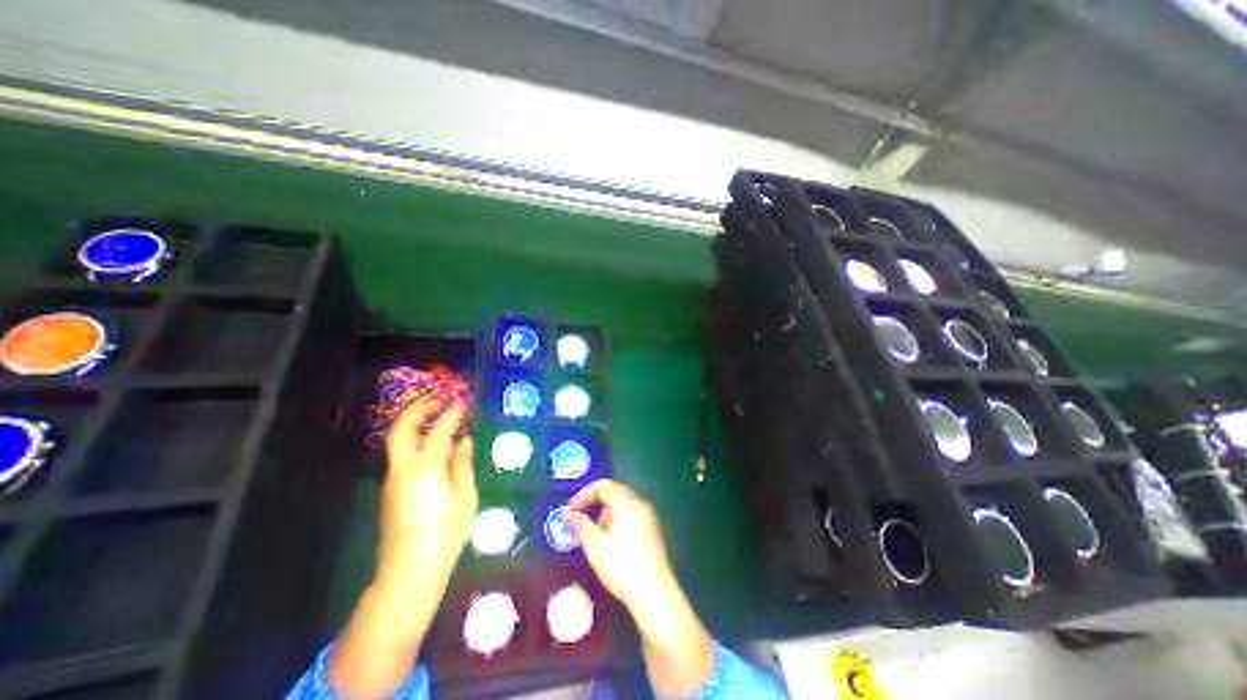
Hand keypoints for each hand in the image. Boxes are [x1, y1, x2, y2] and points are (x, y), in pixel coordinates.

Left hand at [324, 400, 478, 698]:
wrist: (410, 570)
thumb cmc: (446, 532)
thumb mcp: (464, 496)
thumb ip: (462, 464)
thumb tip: (464, 440)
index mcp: (426, 469)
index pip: (438, 431)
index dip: (450, 413)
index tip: (462, 401)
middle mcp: (403, 470)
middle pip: (401, 430)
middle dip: (418, 410)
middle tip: (438, 401)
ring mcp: (393, 480)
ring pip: (398, 442)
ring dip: (416, 424)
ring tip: (438, 418)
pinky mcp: (392, 490)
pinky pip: (403, 456)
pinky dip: (417, 441)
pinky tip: (435, 446)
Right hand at [563, 480, 710, 697]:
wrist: (654, 593)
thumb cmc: (621, 565)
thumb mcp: (595, 545)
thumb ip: (580, 524)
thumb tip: (567, 513)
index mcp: (626, 501)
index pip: (603, 486)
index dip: (584, 494)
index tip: (570, 509)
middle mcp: (639, 502)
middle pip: (614, 491)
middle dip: (594, 502)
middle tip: (580, 518)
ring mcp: (648, 515)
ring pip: (622, 504)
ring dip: (605, 512)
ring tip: (595, 534)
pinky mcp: (652, 528)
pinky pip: (631, 514)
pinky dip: (617, 519)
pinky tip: (611, 541)